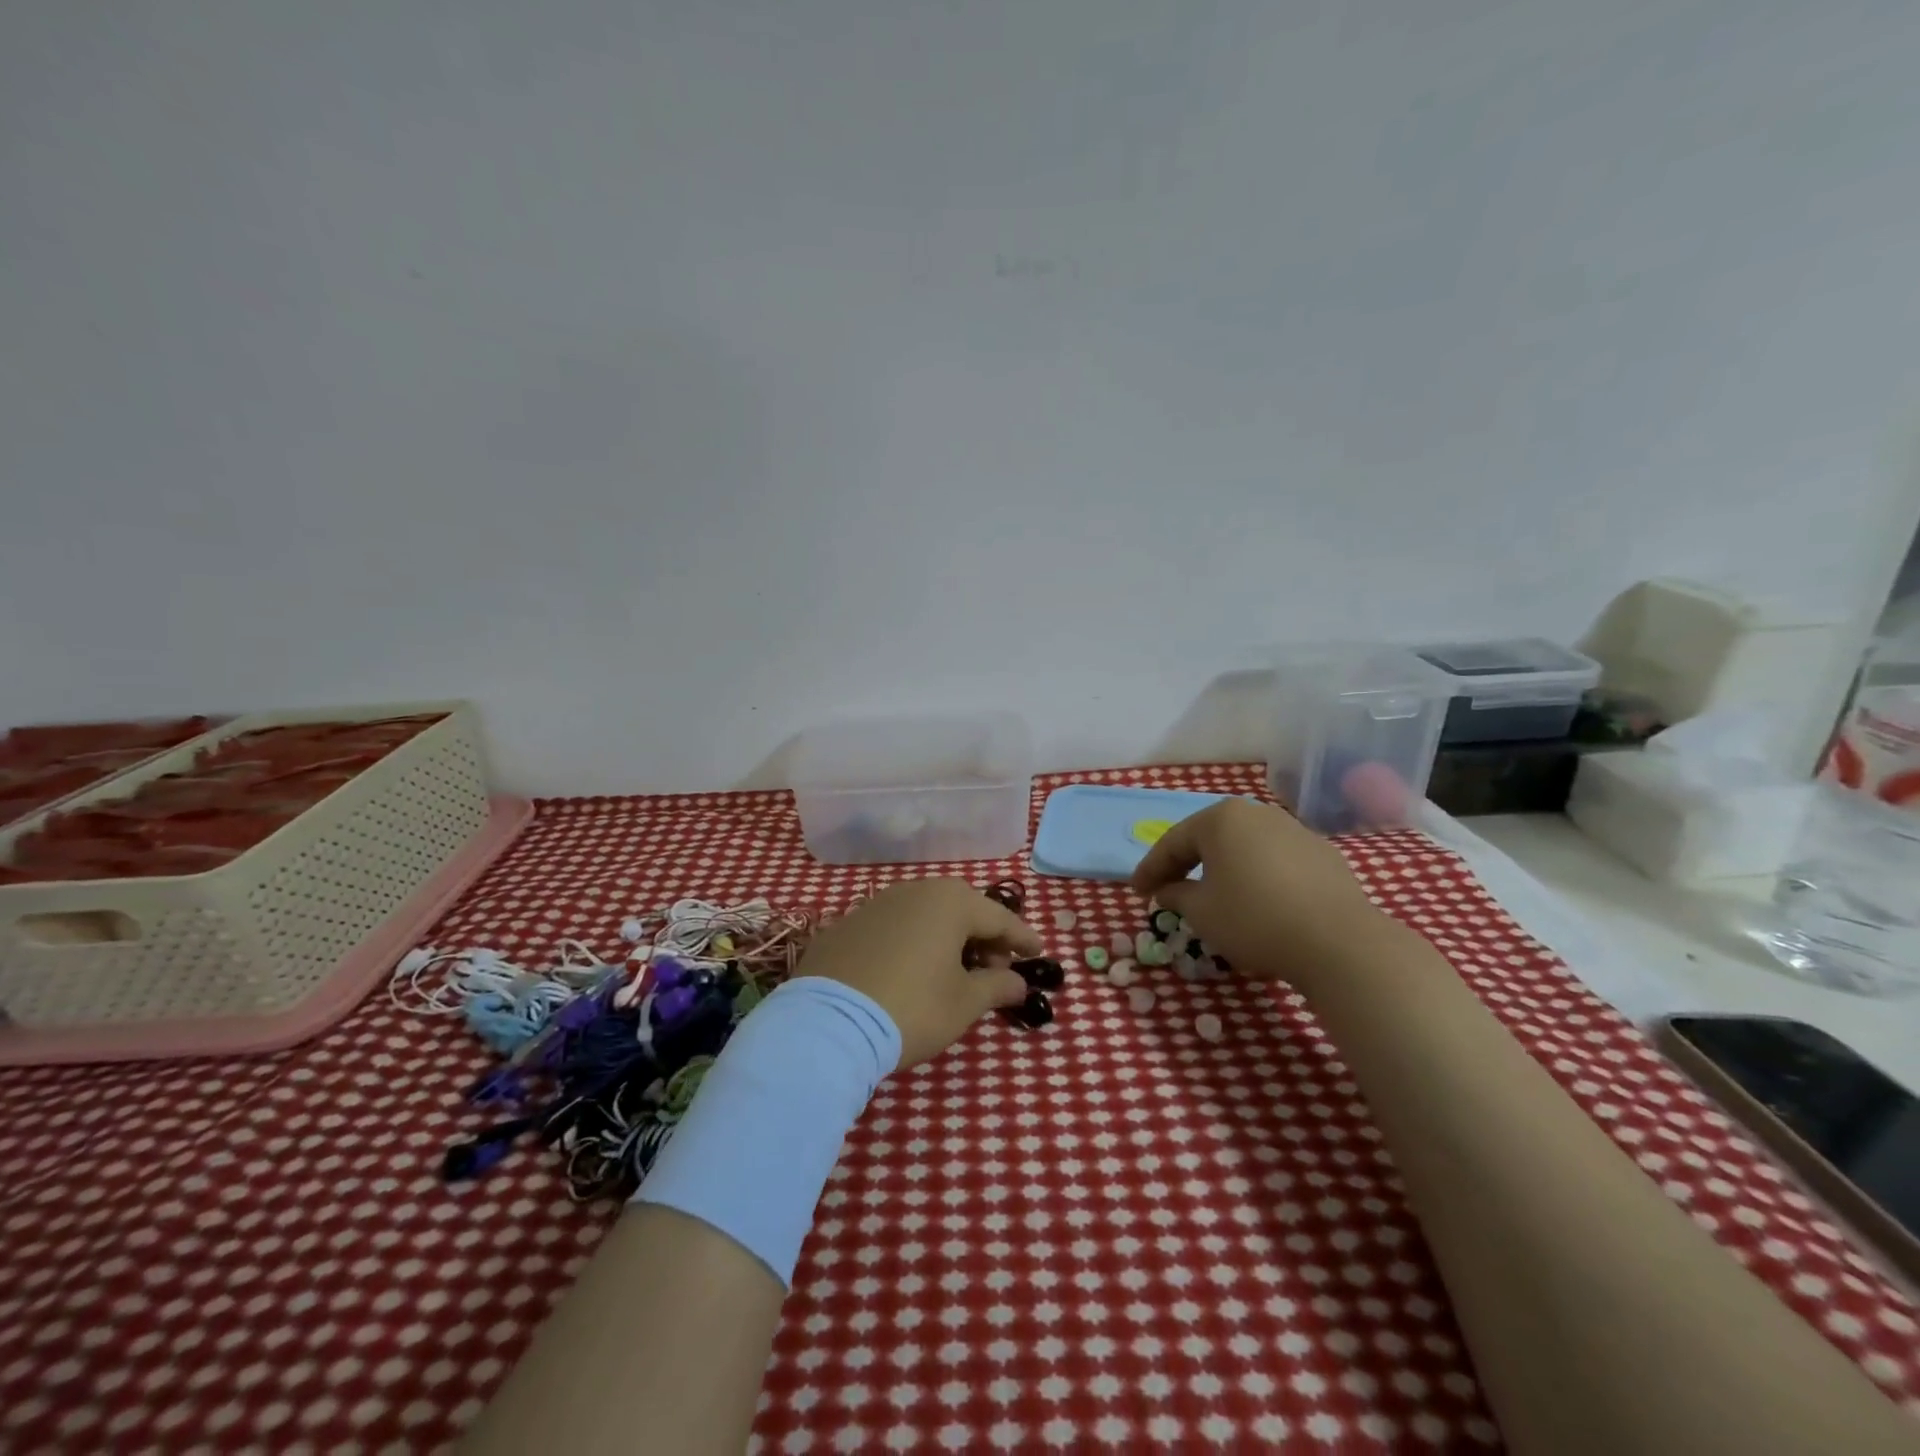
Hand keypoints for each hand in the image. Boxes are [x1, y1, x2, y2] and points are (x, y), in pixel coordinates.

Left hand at [795, 878, 1041, 1067]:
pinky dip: (912, 943)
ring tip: (954, 972)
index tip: (1038, 953)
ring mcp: (876, 904)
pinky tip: (911, 972)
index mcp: (950, 902)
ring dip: (947, 939)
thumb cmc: (912, 1008)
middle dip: (984, 937)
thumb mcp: (964, 1004)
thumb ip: (997, 987)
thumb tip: (1018, 982)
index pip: (999, 917)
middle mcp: (914, 891)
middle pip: (961, 910)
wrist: (828, 1024)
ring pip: (925, 915)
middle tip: (996, 969)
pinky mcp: (847, 925)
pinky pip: (894, 928)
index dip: (1022, 937)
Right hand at [1130, 798, 1386, 993]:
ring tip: (1213, 895)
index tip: (1136, 893)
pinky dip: (1258, 877)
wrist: (1339, 942)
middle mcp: (1257, 814)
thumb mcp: (1201, 912)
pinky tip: (1258, 901)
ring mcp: (1295, 830)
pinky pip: (1276, 862)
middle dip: (1186, 864)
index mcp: (1221, 818)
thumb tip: (1168, 891)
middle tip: (1168, 889)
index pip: (1173, 842)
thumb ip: (1176, 896)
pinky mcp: (1323, 855)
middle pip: (1210, 839)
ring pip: (1245, 848)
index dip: (1150, 869)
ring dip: (1223, 869)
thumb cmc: (1254, 919)